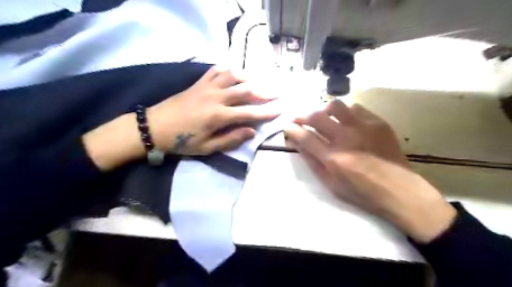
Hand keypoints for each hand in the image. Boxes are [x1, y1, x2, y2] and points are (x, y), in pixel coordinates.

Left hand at [83, 66, 278, 171]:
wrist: (154, 127)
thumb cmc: (182, 141)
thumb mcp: (207, 147)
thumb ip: (231, 138)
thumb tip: (252, 131)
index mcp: (218, 116)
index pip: (249, 113)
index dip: (266, 112)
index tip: (279, 110)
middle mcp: (216, 97)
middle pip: (245, 90)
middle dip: (264, 92)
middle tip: (276, 93)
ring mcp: (207, 87)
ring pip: (233, 76)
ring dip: (248, 78)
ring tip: (257, 83)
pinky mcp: (198, 82)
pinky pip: (216, 70)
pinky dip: (228, 70)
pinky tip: (234, 74)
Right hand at [285, 100, 455, 242]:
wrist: (398, 189)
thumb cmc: (361, 192)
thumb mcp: (331, 184)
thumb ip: (313, 163)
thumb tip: (299, 145)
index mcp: (333, 157)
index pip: (304, 137)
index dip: (292, 130)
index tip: (287, 127)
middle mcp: (345, 138)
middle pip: (316, 116)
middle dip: (302, 116)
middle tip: (300, 119)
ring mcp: (362, 127)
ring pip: (335, 106)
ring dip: (324, 111)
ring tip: (324, 118)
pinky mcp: (377, 122)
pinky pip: (356, 107)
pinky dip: (345, 112)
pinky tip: (346, 121)